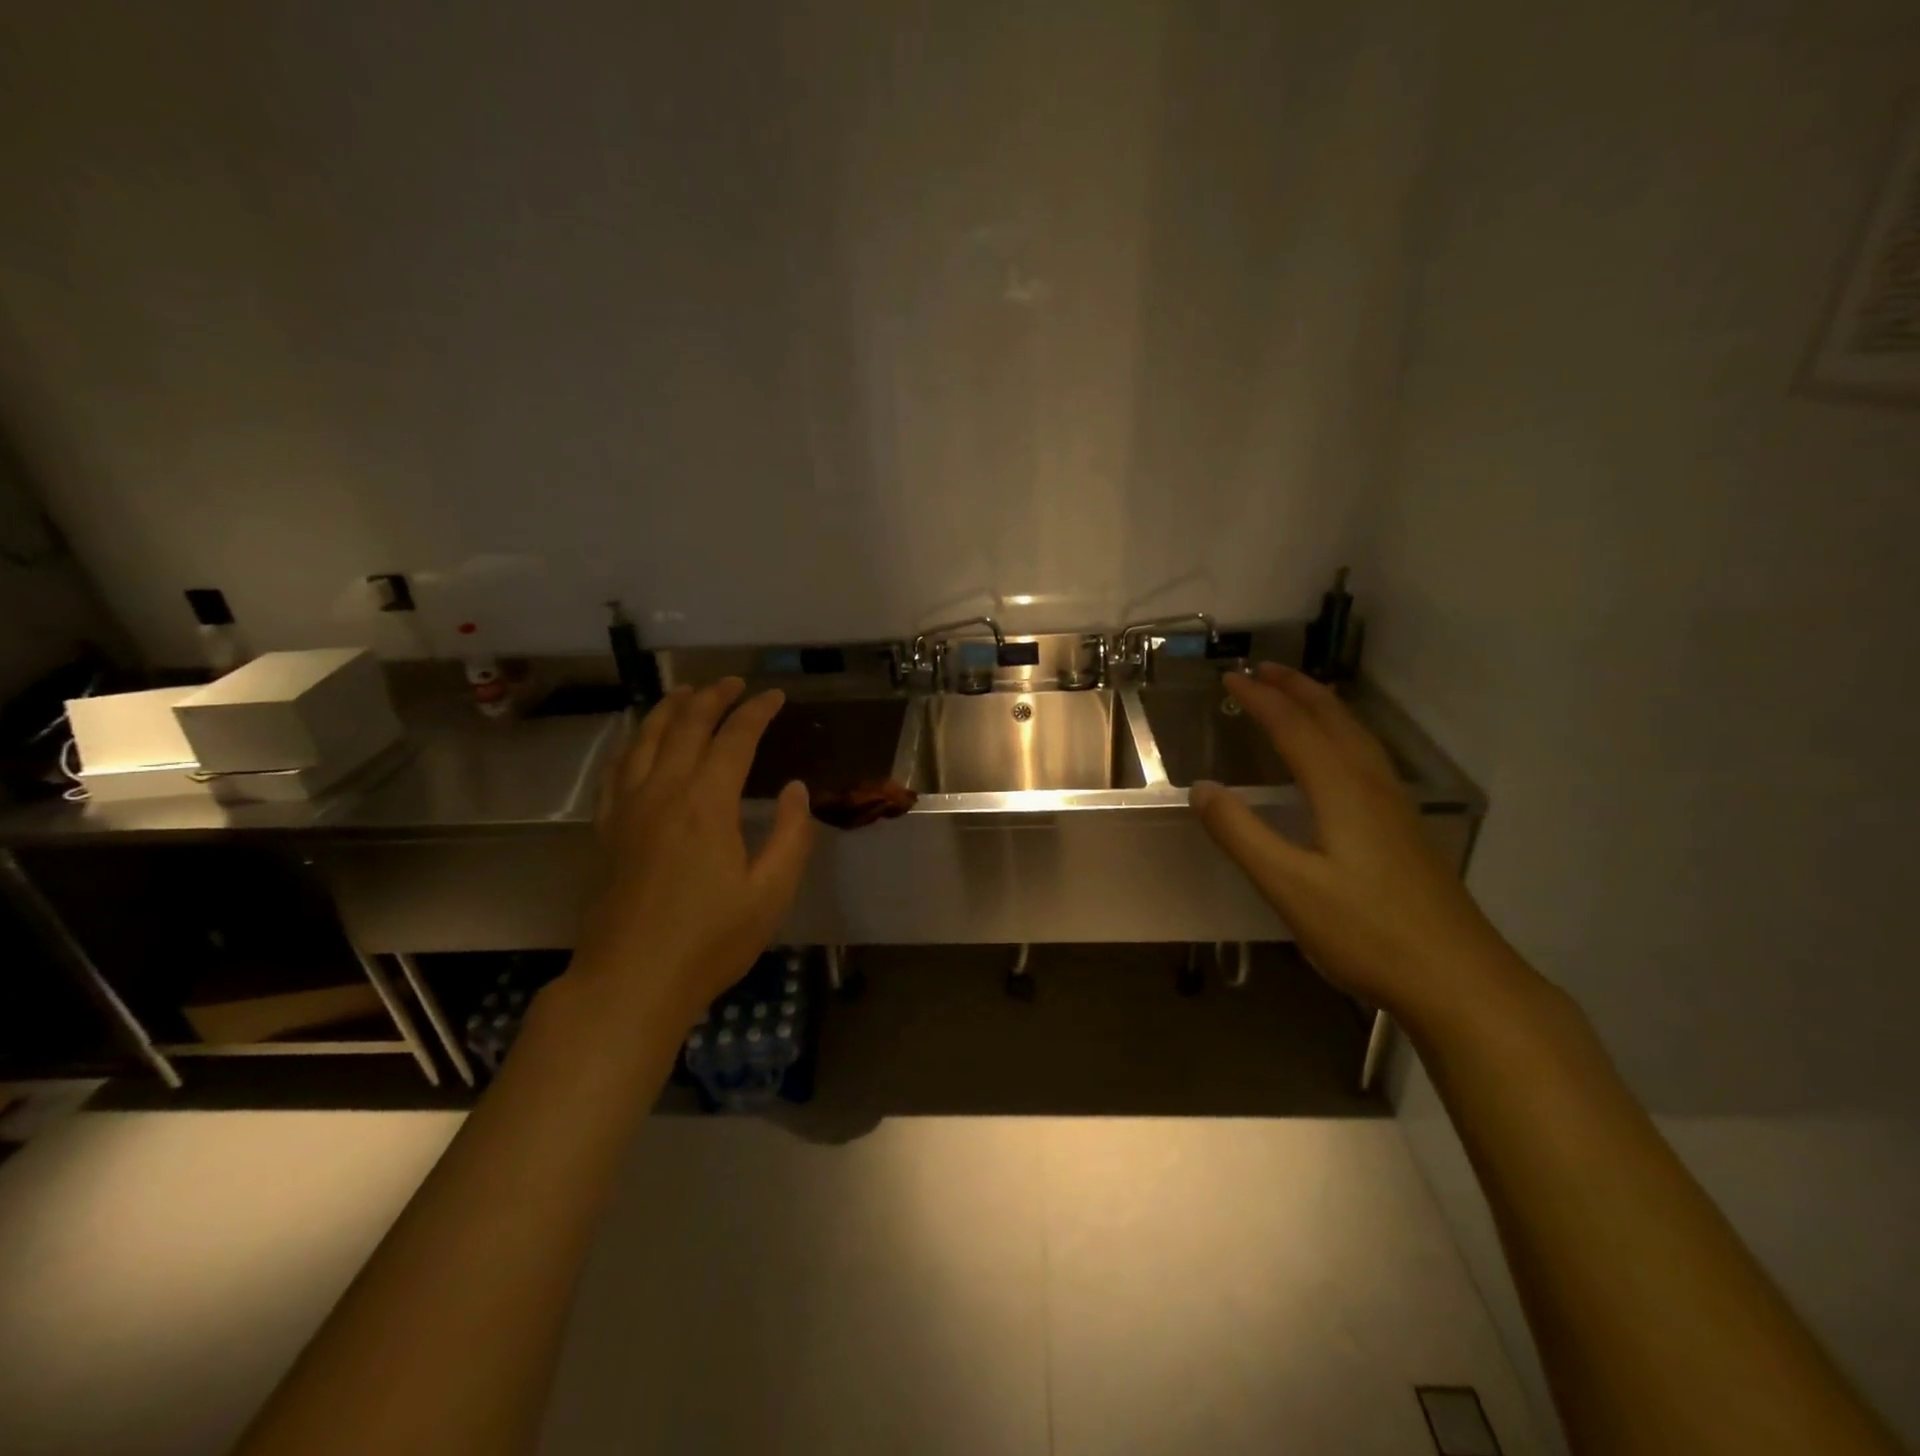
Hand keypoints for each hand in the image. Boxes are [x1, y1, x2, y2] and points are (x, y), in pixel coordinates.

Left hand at [570, 679, 814, 1028]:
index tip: (775, 696)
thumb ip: (790, 834)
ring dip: (670, 709)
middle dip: (713, 697)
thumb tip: (794, 789)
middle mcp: (662, 792)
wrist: (630, 982)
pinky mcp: (607, 830)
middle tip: (734, 683)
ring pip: (646, 739)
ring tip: (687, 692)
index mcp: (706, 803)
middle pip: (686, 726)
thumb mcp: (770, 893)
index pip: (734, 738)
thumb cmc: (710, 941)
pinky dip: (634, 742)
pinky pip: (617, 769)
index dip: (757, 711)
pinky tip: (641, 742)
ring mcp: (627, 809)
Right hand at [1189, 663, 1516, 1024]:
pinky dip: (1342, 733)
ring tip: (1298, 693)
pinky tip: (1339, 754)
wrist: (1460, 980)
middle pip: (1334, 719)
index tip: (1230, 679)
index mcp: (1342, 790)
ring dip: (1323, 706)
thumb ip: (1240, 834)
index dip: (1260, 699)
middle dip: (1296, 689)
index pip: (1294, 727)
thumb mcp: (1288, 886)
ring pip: (1357, 736)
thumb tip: (1201, 788)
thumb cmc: (1366, 932)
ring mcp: (1396, 807)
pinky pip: (1367, 757)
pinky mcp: (1406, 829)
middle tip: (1263, 668)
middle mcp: (1372, 786)